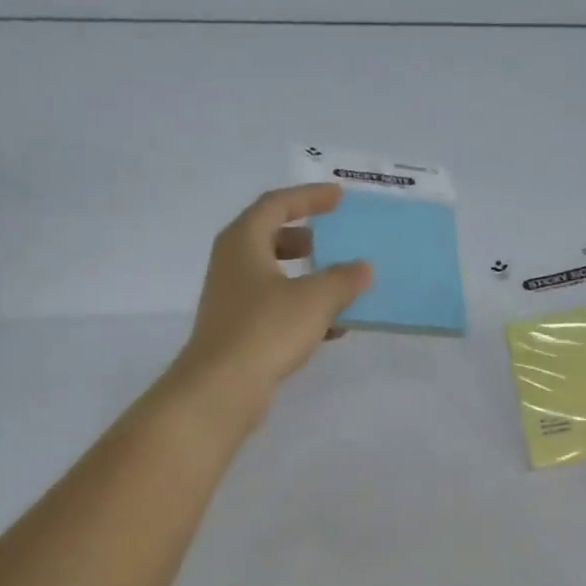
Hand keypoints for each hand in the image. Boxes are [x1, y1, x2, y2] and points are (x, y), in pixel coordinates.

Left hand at [170, 183, 370, 420]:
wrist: (222, 387)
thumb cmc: (266, 330)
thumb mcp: (315, 299)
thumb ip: (343, 279)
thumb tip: (363, 267)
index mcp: (243, 242)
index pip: (276, 204)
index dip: (309, 198)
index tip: (338, 198)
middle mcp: (232, 264)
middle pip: (270, 238)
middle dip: (305, 238)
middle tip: (334, 240)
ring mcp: (232, 300)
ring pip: (274, 277)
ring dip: (307, 277)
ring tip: (340, 285)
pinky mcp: (238, 331)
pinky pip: (275, 309)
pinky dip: (302, 309)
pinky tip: (332, 327)